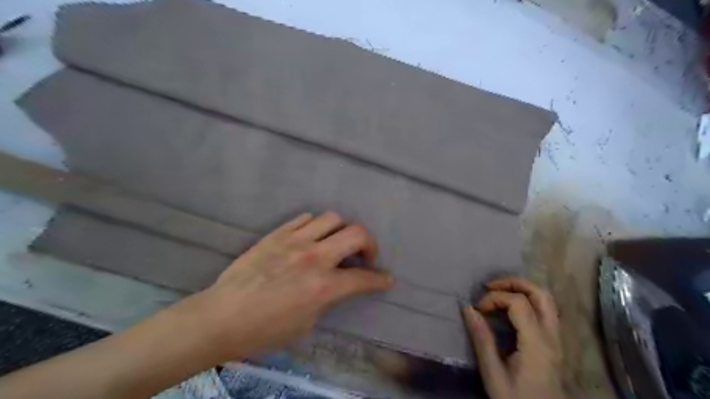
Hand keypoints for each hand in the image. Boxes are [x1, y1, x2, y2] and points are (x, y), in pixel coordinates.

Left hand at [180, 213, 393, 361]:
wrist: (222, 316)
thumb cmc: (264, 330)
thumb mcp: (306, 324)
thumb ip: (327, 300)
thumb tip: (335, 286)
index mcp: (323, 286)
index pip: (363, 278)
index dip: (380, 279)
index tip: (386, 278)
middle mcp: (314, 257)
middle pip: (356, 234)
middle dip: (369, 244)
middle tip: (364, 256)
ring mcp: (295, 241)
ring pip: (332, 218)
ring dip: (342, 230)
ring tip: (336, 242)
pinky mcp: (277, 234)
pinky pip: (304, 218)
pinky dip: (315, 225)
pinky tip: (310, 237)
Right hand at [465, 279, 563, 397]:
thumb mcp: (493, 374)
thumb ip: (482, 339)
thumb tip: (468, 308)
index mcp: (537, 344)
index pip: (519, 302)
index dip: (495, 297)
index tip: (478, 309)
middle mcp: (552, 337)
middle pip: (541, 294)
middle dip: (514, 282)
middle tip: (490, 286)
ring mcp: (557, 339)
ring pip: (547, 300)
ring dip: (522, 289)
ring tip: (499, 292)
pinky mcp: (555, 343)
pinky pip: (545, 311)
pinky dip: (528, 300)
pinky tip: (511, 308)